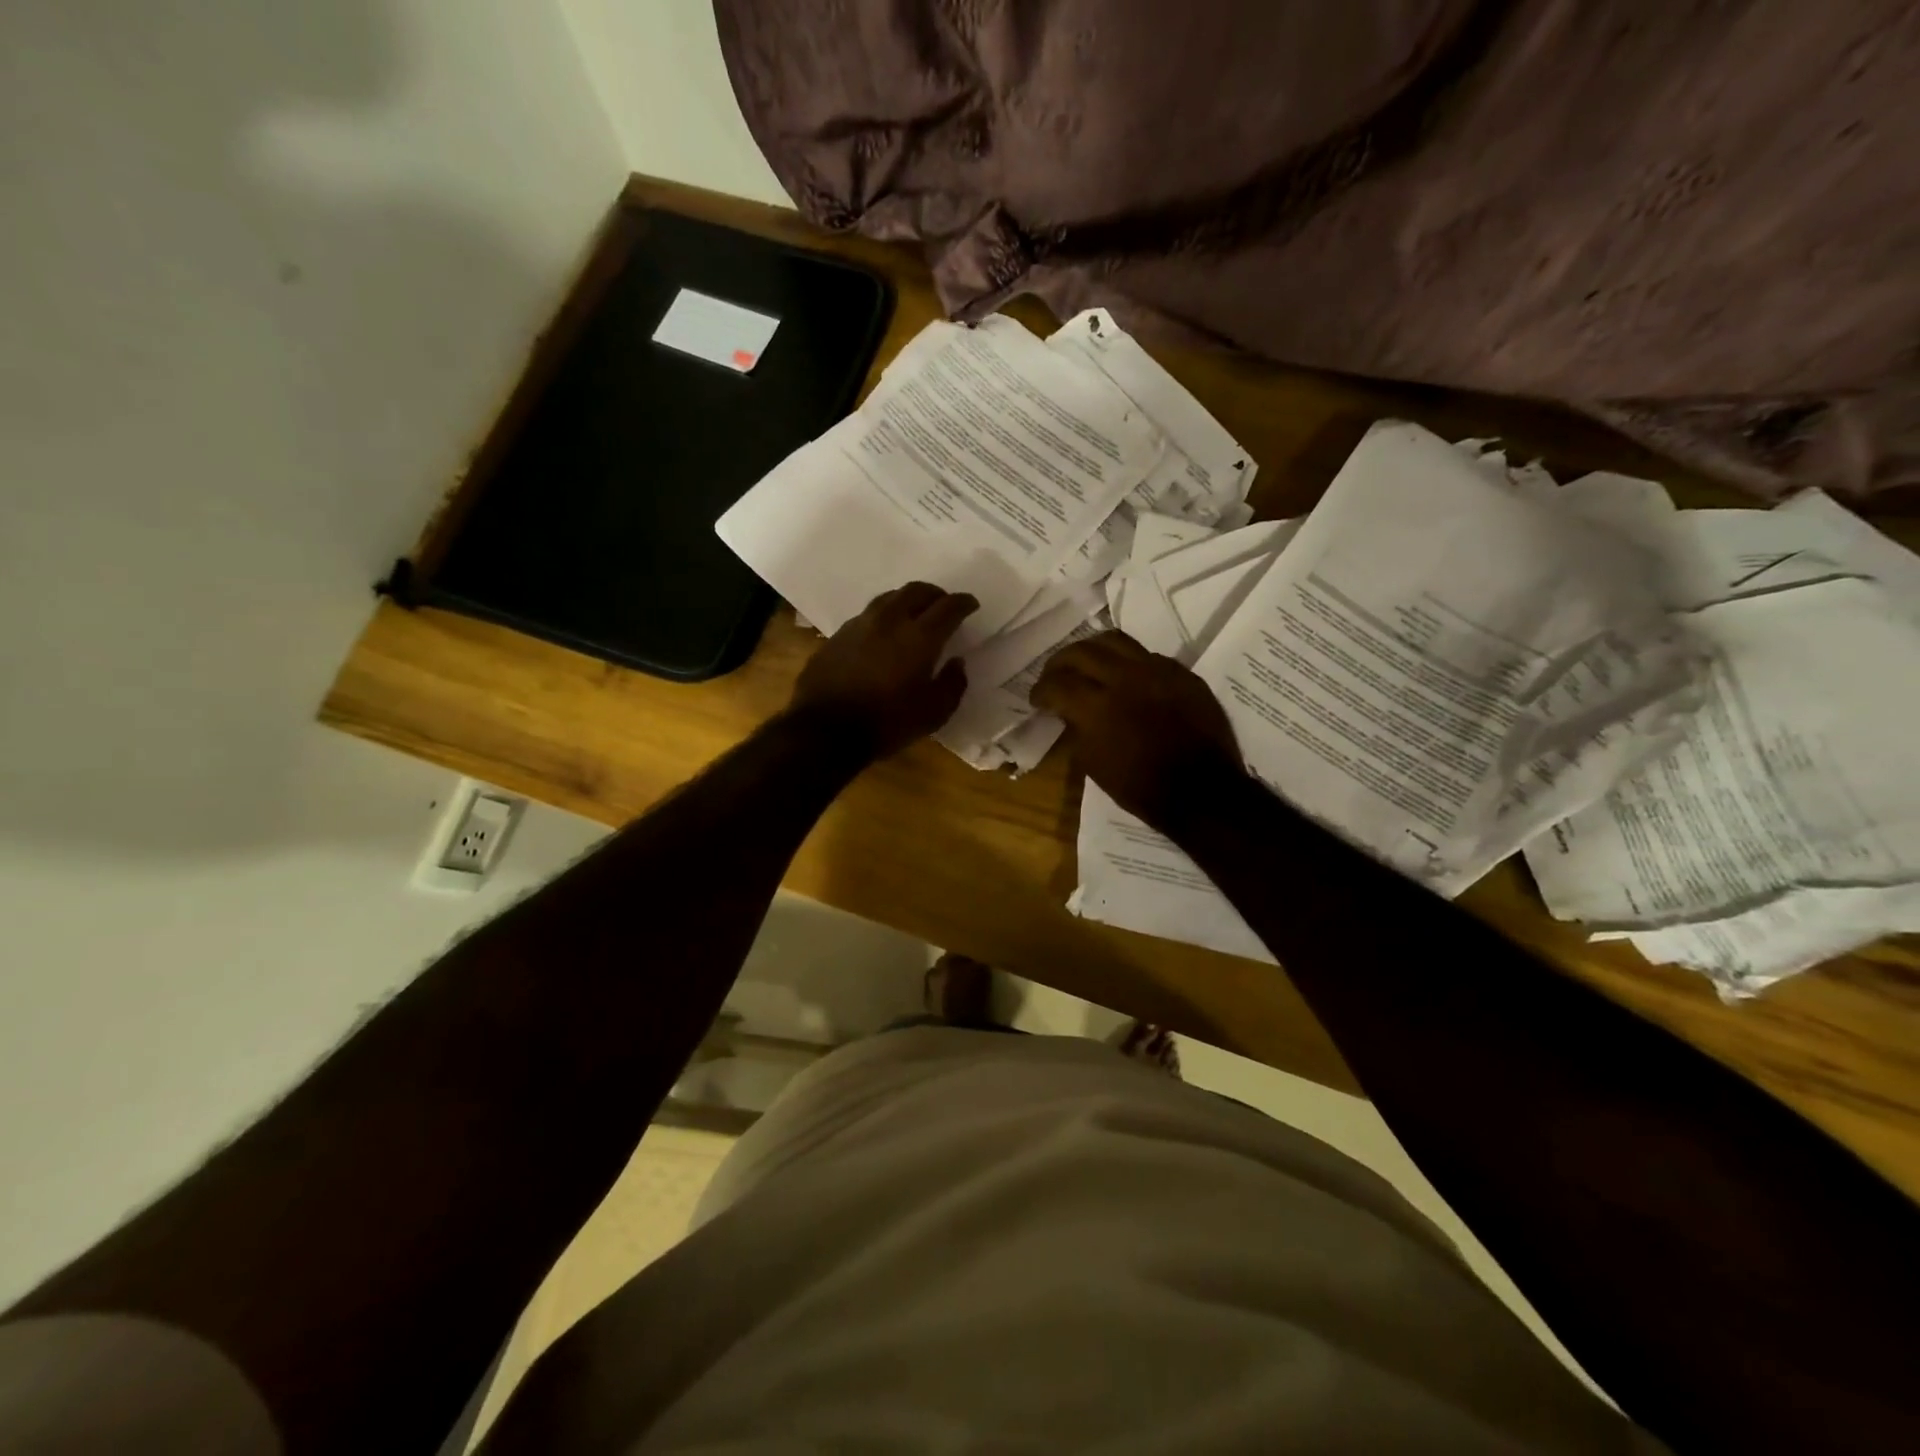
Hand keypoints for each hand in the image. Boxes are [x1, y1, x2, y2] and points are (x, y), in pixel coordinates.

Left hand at [788, 583, 978, 758]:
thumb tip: (957, 663)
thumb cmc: (886, 723)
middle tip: (944, 606)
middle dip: (936, 594)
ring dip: (907, 600)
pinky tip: (882, 635)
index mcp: (919, 636)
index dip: (963, 603)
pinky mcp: (837, 635)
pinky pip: (867, 615)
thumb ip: (952, 684)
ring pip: (889, 598)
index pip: (948, 607)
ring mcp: (859, 624)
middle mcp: (890, 620)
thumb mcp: (933, 714)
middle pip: (916, 591)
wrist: (824, 730)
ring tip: (914, 614)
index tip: (971, 605)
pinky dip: (883, 617)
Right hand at [1031, 631, 1244, 829]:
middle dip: (1060, 663)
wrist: (1201, 791)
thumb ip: (1077, 728)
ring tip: (1087, 664)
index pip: (1056, 683)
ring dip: (1092, 650)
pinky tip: (1126, 678)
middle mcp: (1124, 678)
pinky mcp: (1182, 673)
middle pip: (1081, 651)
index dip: (1040, 691)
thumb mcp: (1094, 763)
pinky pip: (1147, 655)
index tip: (1037, 699)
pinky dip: (1128, 662)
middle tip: (1054, 676)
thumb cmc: (1140, 787)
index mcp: (1097, 706)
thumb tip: (1069, 711)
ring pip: (1115, 641)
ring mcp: (1157, 670)